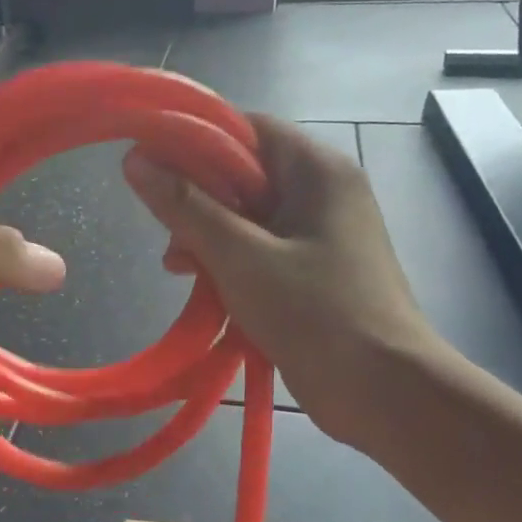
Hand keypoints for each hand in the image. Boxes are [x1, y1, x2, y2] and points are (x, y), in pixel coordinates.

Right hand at [123, 115, 445, 447]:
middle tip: (166, 232)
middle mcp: (322, 192)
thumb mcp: (241, 257)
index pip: (245, 129)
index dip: (193, 140)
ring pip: (248, 216)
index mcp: (316, 170)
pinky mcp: (315, 271)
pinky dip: (230, 263)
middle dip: (197, 200)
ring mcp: (320, 234)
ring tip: (177, 267)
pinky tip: (204, 289)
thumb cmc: (316, 314)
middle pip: (244, 173)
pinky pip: (261, 250)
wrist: (386, 393)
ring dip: (208, 237)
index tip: (149, 165)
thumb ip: (187, 207)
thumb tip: (136, 161)